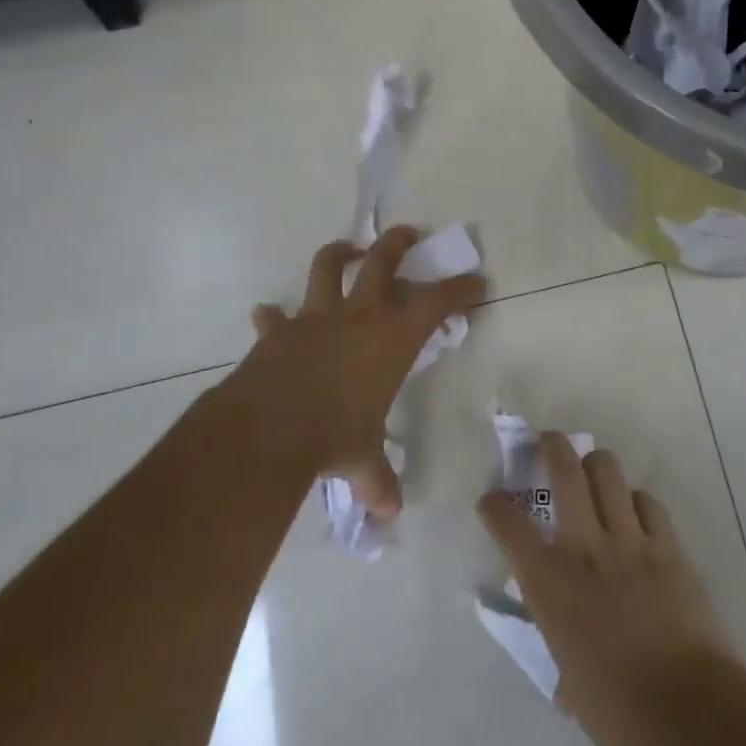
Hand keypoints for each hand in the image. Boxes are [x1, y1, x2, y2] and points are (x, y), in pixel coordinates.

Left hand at [234, 227, 485, 517]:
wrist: (269, 428)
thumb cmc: (334, 435)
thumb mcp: (362, 458)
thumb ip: (377, 480)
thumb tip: (389, 512)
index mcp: (392, 337)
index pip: (437, 302)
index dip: (460, 289)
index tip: (477, 281)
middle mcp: (358, 316)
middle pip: (382, 261)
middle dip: (399, 243)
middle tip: (410, 233)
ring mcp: (315, 318)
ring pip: (327, 267)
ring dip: (339, 253)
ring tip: (348, 248)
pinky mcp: (278, 332)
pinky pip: (274, 318)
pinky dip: (273, 317)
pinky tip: (268, 315)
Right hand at [479, 433, 733, 745]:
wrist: (687, 709)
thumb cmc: (616, 712)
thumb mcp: (568, 678)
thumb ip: (561, 646)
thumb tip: (566, 658)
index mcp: (550, 584)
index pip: (509, 526)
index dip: (495, 507)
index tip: (493, 501)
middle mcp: (585, 548)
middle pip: (565, 470)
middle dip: (552, 446)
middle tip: (549, 443)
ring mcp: (630, 539)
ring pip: (608, 470)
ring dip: (596, 465)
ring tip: (594, 473)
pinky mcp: (668, 544)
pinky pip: (647, 502)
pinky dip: (636, 502)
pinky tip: (636, 515)